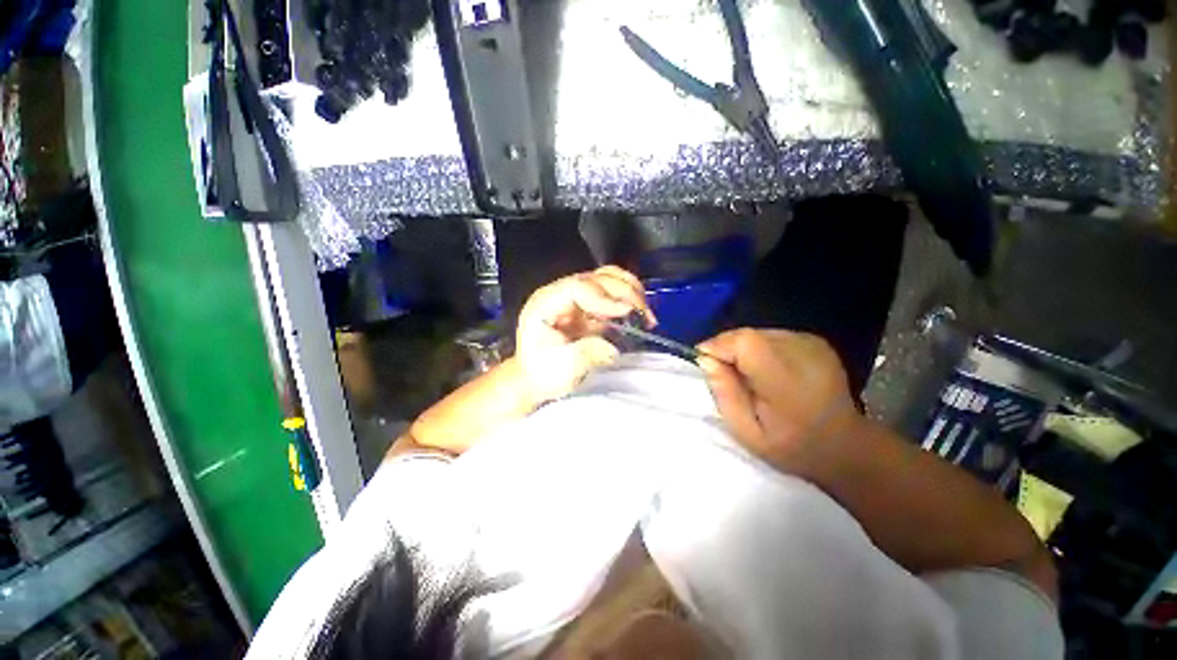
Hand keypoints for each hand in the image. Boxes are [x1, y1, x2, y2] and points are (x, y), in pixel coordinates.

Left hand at [516, 266, 655, 403]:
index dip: (604, 297)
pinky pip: (612, 292)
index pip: (577, 287)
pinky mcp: (588, 305)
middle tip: (644, 314)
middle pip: (596, 278)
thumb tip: (613, 348)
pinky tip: (639, 314)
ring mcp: (575, 297)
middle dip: (624, 292)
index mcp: (546, 303)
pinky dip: (629, 298)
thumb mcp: (562, 369)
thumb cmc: (543, 374)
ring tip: (645, 312)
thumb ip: (586, 355)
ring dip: (630, 290)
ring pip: (606, 278)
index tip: (626, 312)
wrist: (537, 378)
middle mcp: (561, 293)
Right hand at [697, 328, 861, 478]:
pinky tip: (767, 369)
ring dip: (743, 349)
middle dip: (728, 349)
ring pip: (758, 333)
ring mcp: (812, 344)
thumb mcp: (747, 433)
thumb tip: (706, 359)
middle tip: (726, 374)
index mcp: (787, 382)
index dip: (719, 346)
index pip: (745, 342)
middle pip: (748, 334)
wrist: (845, 446)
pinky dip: (760, 348)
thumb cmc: (791, 447)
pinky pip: (772, 335)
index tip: (707, 364)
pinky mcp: (815, 341)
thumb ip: (724, 394)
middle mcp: (803, 354)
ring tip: (748, 375)